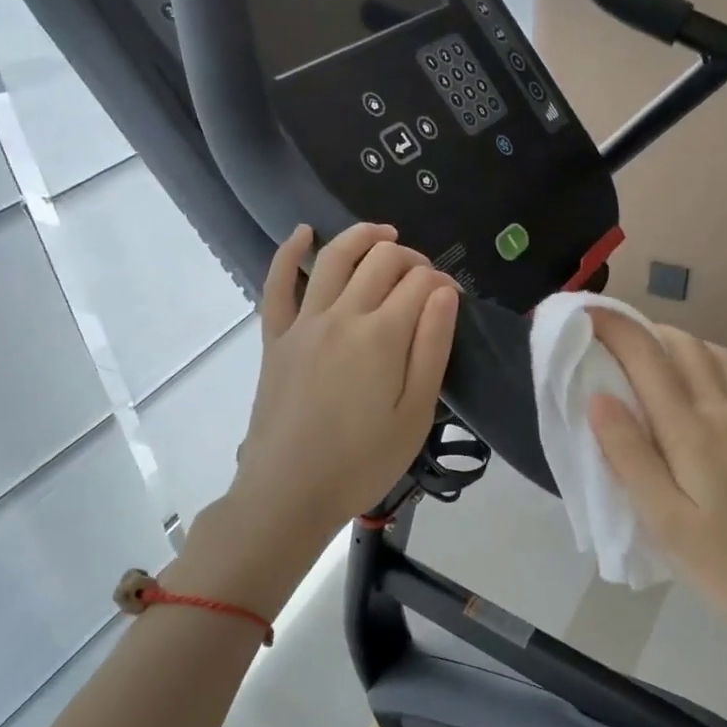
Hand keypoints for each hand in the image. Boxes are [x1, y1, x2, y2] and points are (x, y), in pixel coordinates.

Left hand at [193, 224, 457, 607]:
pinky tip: (303, 233)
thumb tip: (445, 292)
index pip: (421, 283)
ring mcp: (303, 322)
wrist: (289, 492)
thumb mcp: (415, 413)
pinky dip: (288, 252)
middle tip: (424, 279)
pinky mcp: (275, 337)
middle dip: (411, 258)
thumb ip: (432, 347)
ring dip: (363, 237)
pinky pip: (276, 283)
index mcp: (383, 335)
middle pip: (381, 261)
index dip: (442, 283)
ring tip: (384, 235)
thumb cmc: (362, 462)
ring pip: (334, 258)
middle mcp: (342, 315)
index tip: (451, 301)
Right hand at [585, 309, 726, 655]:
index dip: (614, 327)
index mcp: (693, 433)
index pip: (647, 359)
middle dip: (646, 331)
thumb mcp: (667, 524)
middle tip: (614, 342)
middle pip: (685, 347)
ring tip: (658, 358)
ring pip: (721, 356)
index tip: (586, 312)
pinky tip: (719, 379)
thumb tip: (599, 398)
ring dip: (683, 344)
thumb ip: (631, 457)